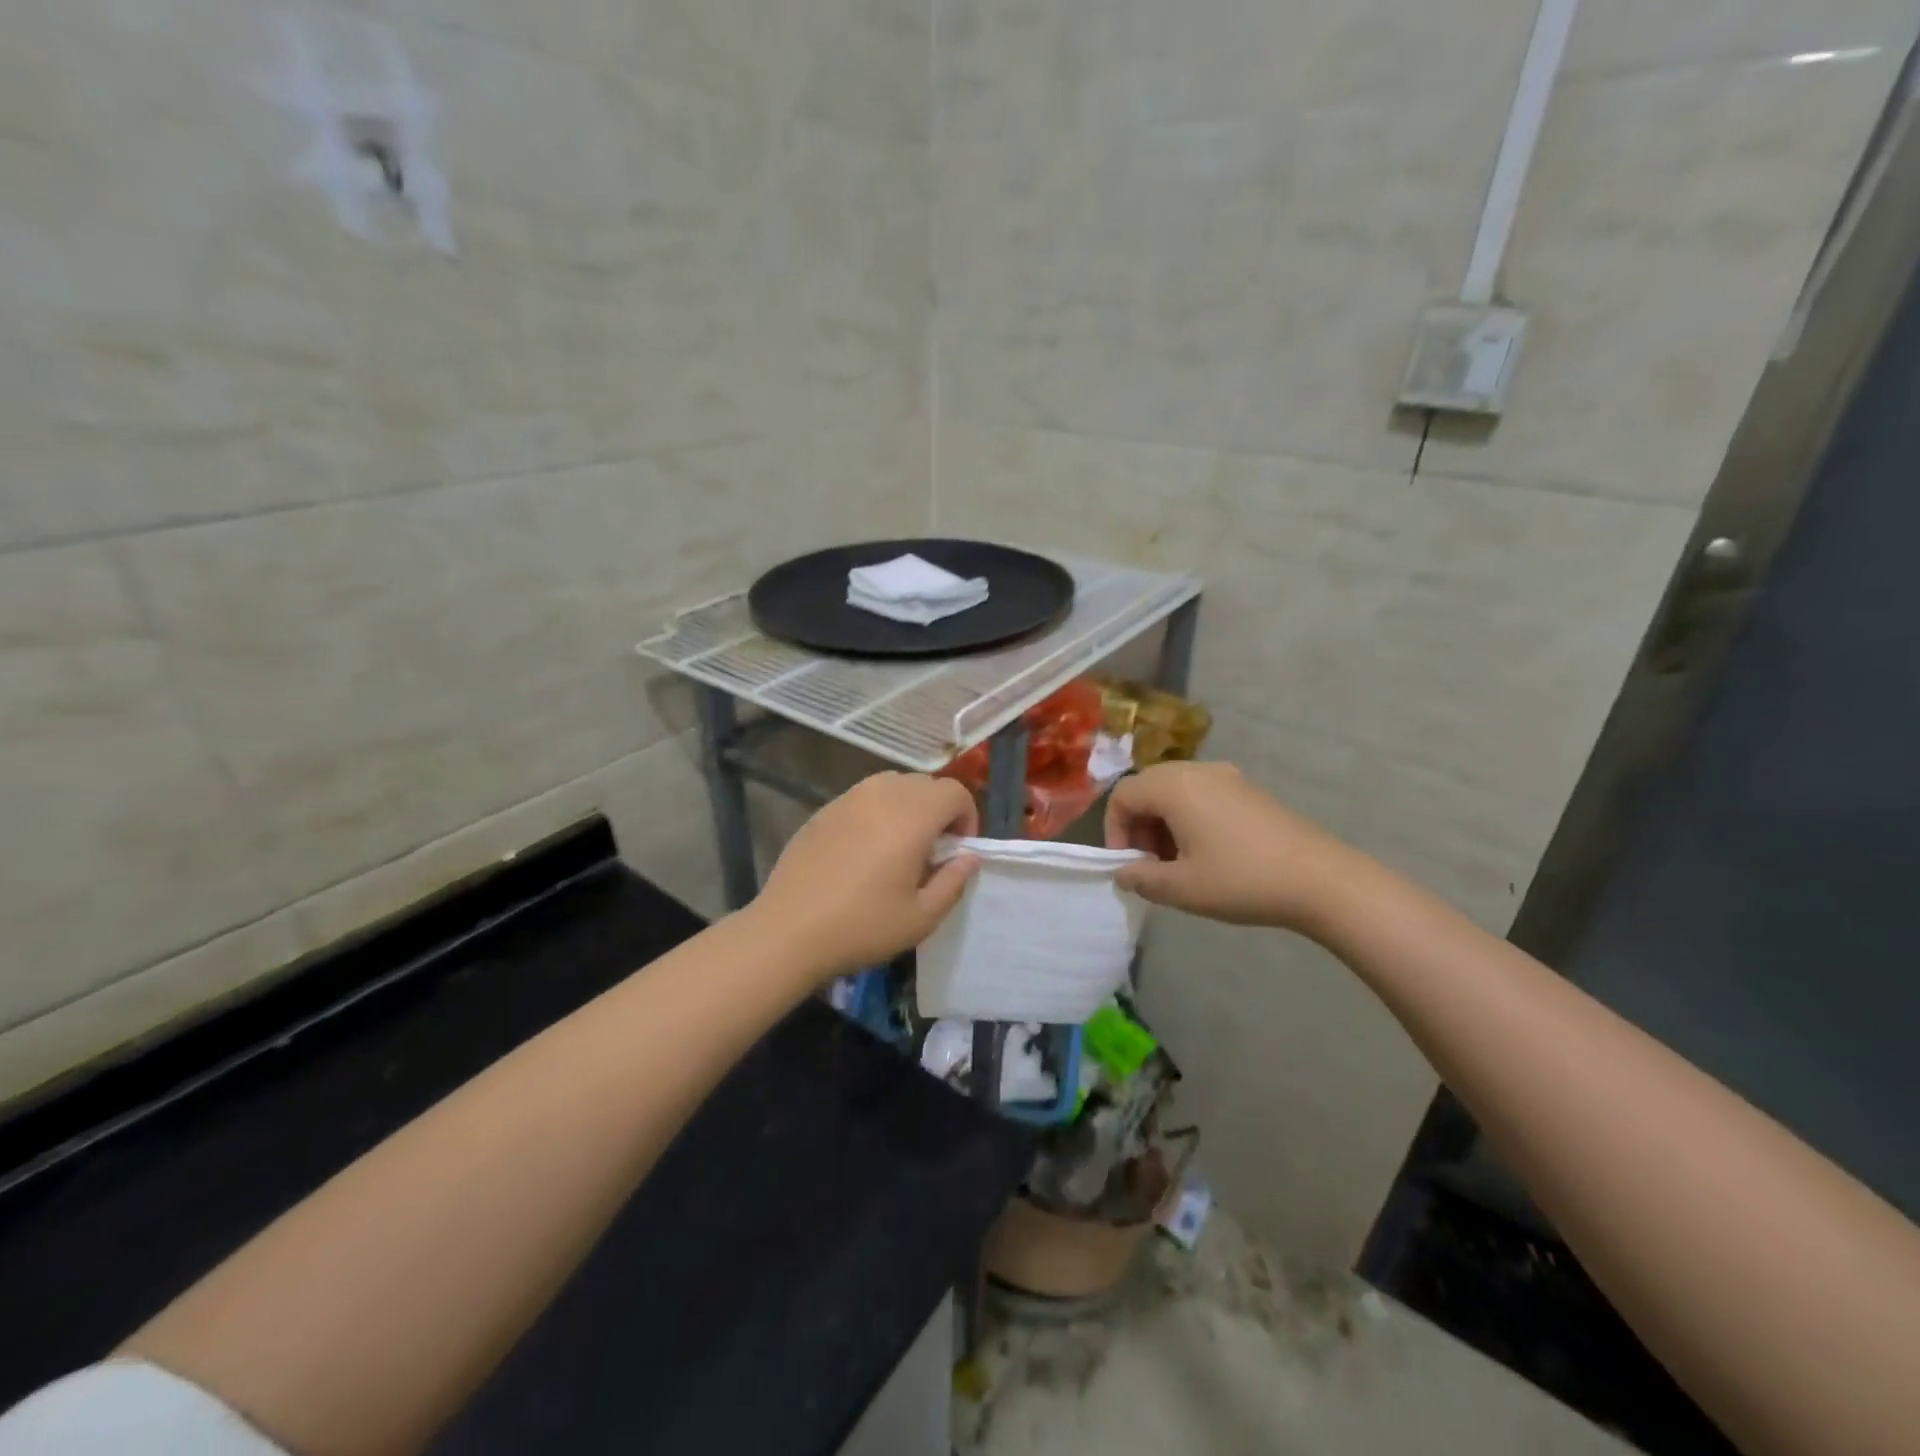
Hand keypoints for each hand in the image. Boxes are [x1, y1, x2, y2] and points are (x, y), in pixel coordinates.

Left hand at [746, 772, 980, 980]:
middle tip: (932, 850)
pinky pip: (863, 797)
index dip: (967, 816)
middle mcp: (882, 795)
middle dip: (939, 810)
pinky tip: (864, 849)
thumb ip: (953, 882)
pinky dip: (877, 811)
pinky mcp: (824, 810)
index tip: (958, 850)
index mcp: (912, 816)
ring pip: (892, 784)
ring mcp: (848, 799)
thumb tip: (968, 858)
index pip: (954, 792)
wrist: (789, 930)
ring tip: (900, 845)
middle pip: (925, 783)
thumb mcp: (922, 917)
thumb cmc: (863, 926)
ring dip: (908, 806)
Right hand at [1104, 761, 1365, 933]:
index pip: (1123, 795)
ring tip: (1178, 863)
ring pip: (1175, 790)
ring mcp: (1227, 777)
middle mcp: (1198, 771)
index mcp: (1175, 787)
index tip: (1129, 865)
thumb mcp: (1182, 888)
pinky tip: (1207, 853)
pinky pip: (1201, 793)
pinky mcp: (1248, 789)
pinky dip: (1189, 817)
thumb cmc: (1242, 881)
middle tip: (1151, 864)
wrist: (1321, 880)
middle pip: (1148, 787)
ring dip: (1163, 822)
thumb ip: (1141, 879)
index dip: (1115, 830)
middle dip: (1139, 825)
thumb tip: (1123, 872)